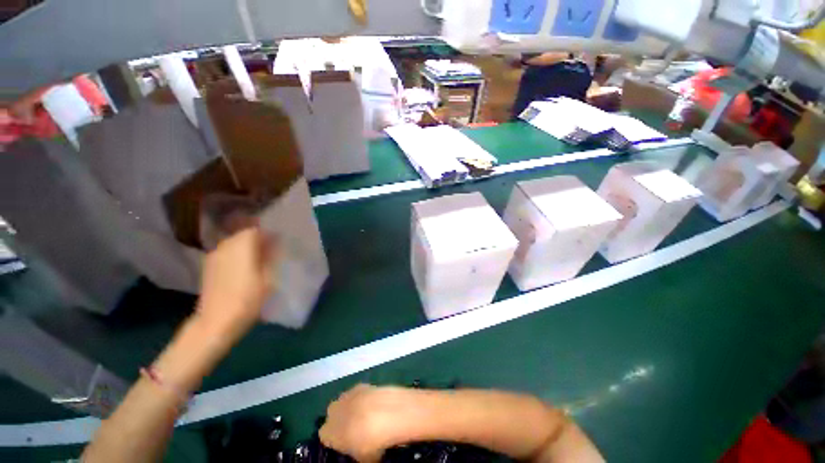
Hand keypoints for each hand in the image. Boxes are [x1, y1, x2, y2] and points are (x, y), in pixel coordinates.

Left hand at [197, 226, 276, 340]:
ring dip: (247, 247)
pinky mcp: (209, 267)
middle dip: (258, 239)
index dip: (268, 233)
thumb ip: (272, 256)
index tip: (278, 241)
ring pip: (234, 243)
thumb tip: (275, 243)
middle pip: (243, 234)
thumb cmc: (247, 298)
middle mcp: (225, 246)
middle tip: (271, 249)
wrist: (216, 322)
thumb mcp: (269, 277)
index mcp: (241, 247)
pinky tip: (245, 267)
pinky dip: (237, 254)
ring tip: (259, 258)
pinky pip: (226, 252)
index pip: (255, 229)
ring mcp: (214, 256)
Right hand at [320, 384, 414, 461]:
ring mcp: (346, 395)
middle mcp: (332, 412)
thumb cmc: (369, 442)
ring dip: (353, 407)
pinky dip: (364, 397)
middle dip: (342, 419)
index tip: (346, 443)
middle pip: (333, 415)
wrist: (384, 413)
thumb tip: (360, 448)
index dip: (336, 439)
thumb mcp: (362, 457)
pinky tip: (375, 404)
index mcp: (328, 433)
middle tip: (357, 429)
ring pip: (345, 402)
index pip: (325, 436)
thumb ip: (355, 451)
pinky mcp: (360, 385)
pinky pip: (358, 393)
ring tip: (368, 415)